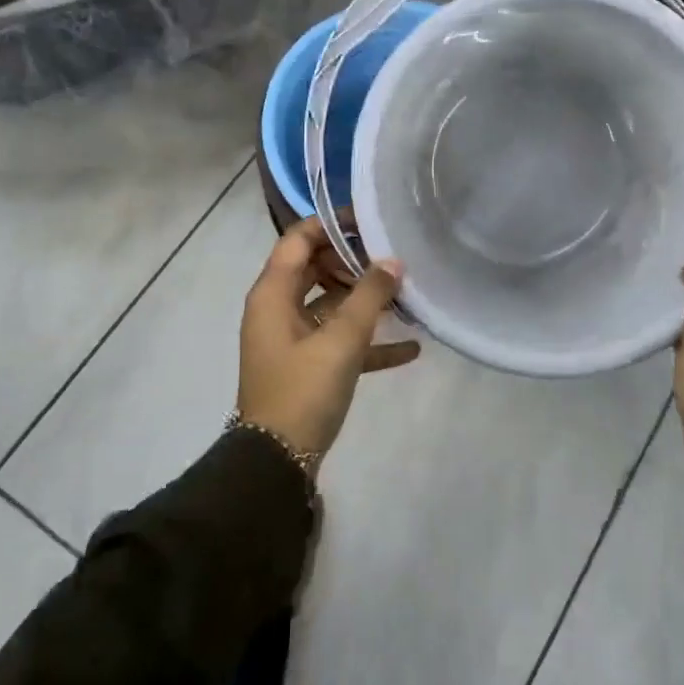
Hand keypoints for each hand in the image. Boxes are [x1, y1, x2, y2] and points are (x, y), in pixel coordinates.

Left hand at [239, 215, 419, 462]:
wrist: (276, 463)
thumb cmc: (303, 390)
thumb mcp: (341, 340)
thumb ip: (369, 296)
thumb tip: (392, 261)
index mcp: (273, 293)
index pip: (299, 238)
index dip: (332, 224)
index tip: (370, 220)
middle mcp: (277, 309)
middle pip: (315, 268)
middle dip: (353, 261)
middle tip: (392, 258)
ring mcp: (290, 339)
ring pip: (329, 304)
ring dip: (363, 301)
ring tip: (404, 296)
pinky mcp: (305, 367)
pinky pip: (338, 341)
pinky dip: (367, 341)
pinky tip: (410, 348)